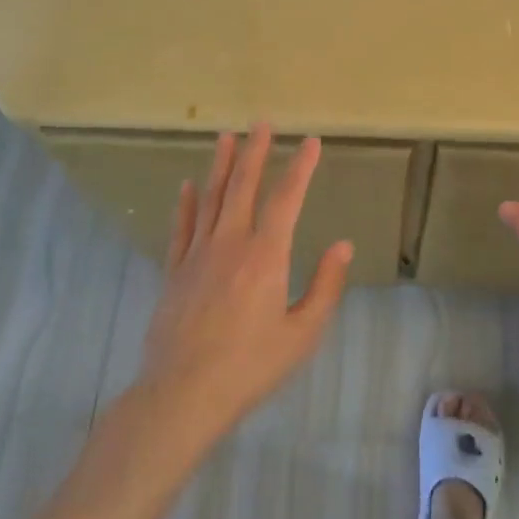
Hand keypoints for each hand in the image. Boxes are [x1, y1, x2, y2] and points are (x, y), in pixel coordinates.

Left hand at [137, 126, 351, 443]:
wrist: (182, 395)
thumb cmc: (250, 367)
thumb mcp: (302, 334)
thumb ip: (325, 286)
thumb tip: (343, 246)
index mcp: (265, 256)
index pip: (286, 199)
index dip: (300, 168)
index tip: (311, 142)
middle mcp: (230, 243)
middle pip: (243, 186)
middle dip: (255, 152)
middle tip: (261, 123)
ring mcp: (198, 255)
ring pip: (211, 198)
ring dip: (221, 165)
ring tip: (226, 137)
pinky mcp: (175, 272)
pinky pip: (182, 227)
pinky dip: (186, 203)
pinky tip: (188, 185)